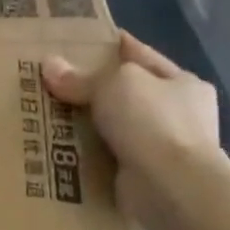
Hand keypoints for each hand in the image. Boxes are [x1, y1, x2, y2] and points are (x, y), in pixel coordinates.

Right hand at [43, 31, 223, 222]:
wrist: (173, 188)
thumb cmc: (153, 122)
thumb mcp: (113, 84)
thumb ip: (80, 77)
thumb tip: (49, 65)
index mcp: (182, 83)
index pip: (139, 55)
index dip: (110, 45)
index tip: (77, 41)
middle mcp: (179, 114)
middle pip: (126, 93)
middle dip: (93, 89)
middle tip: (52, 82)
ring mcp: (164, 148)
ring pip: (115, 126)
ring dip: (88, 124)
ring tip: (47, 115)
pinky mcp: (146, 177)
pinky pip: (108, 157)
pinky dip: (88, 154)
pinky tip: (58, 148)